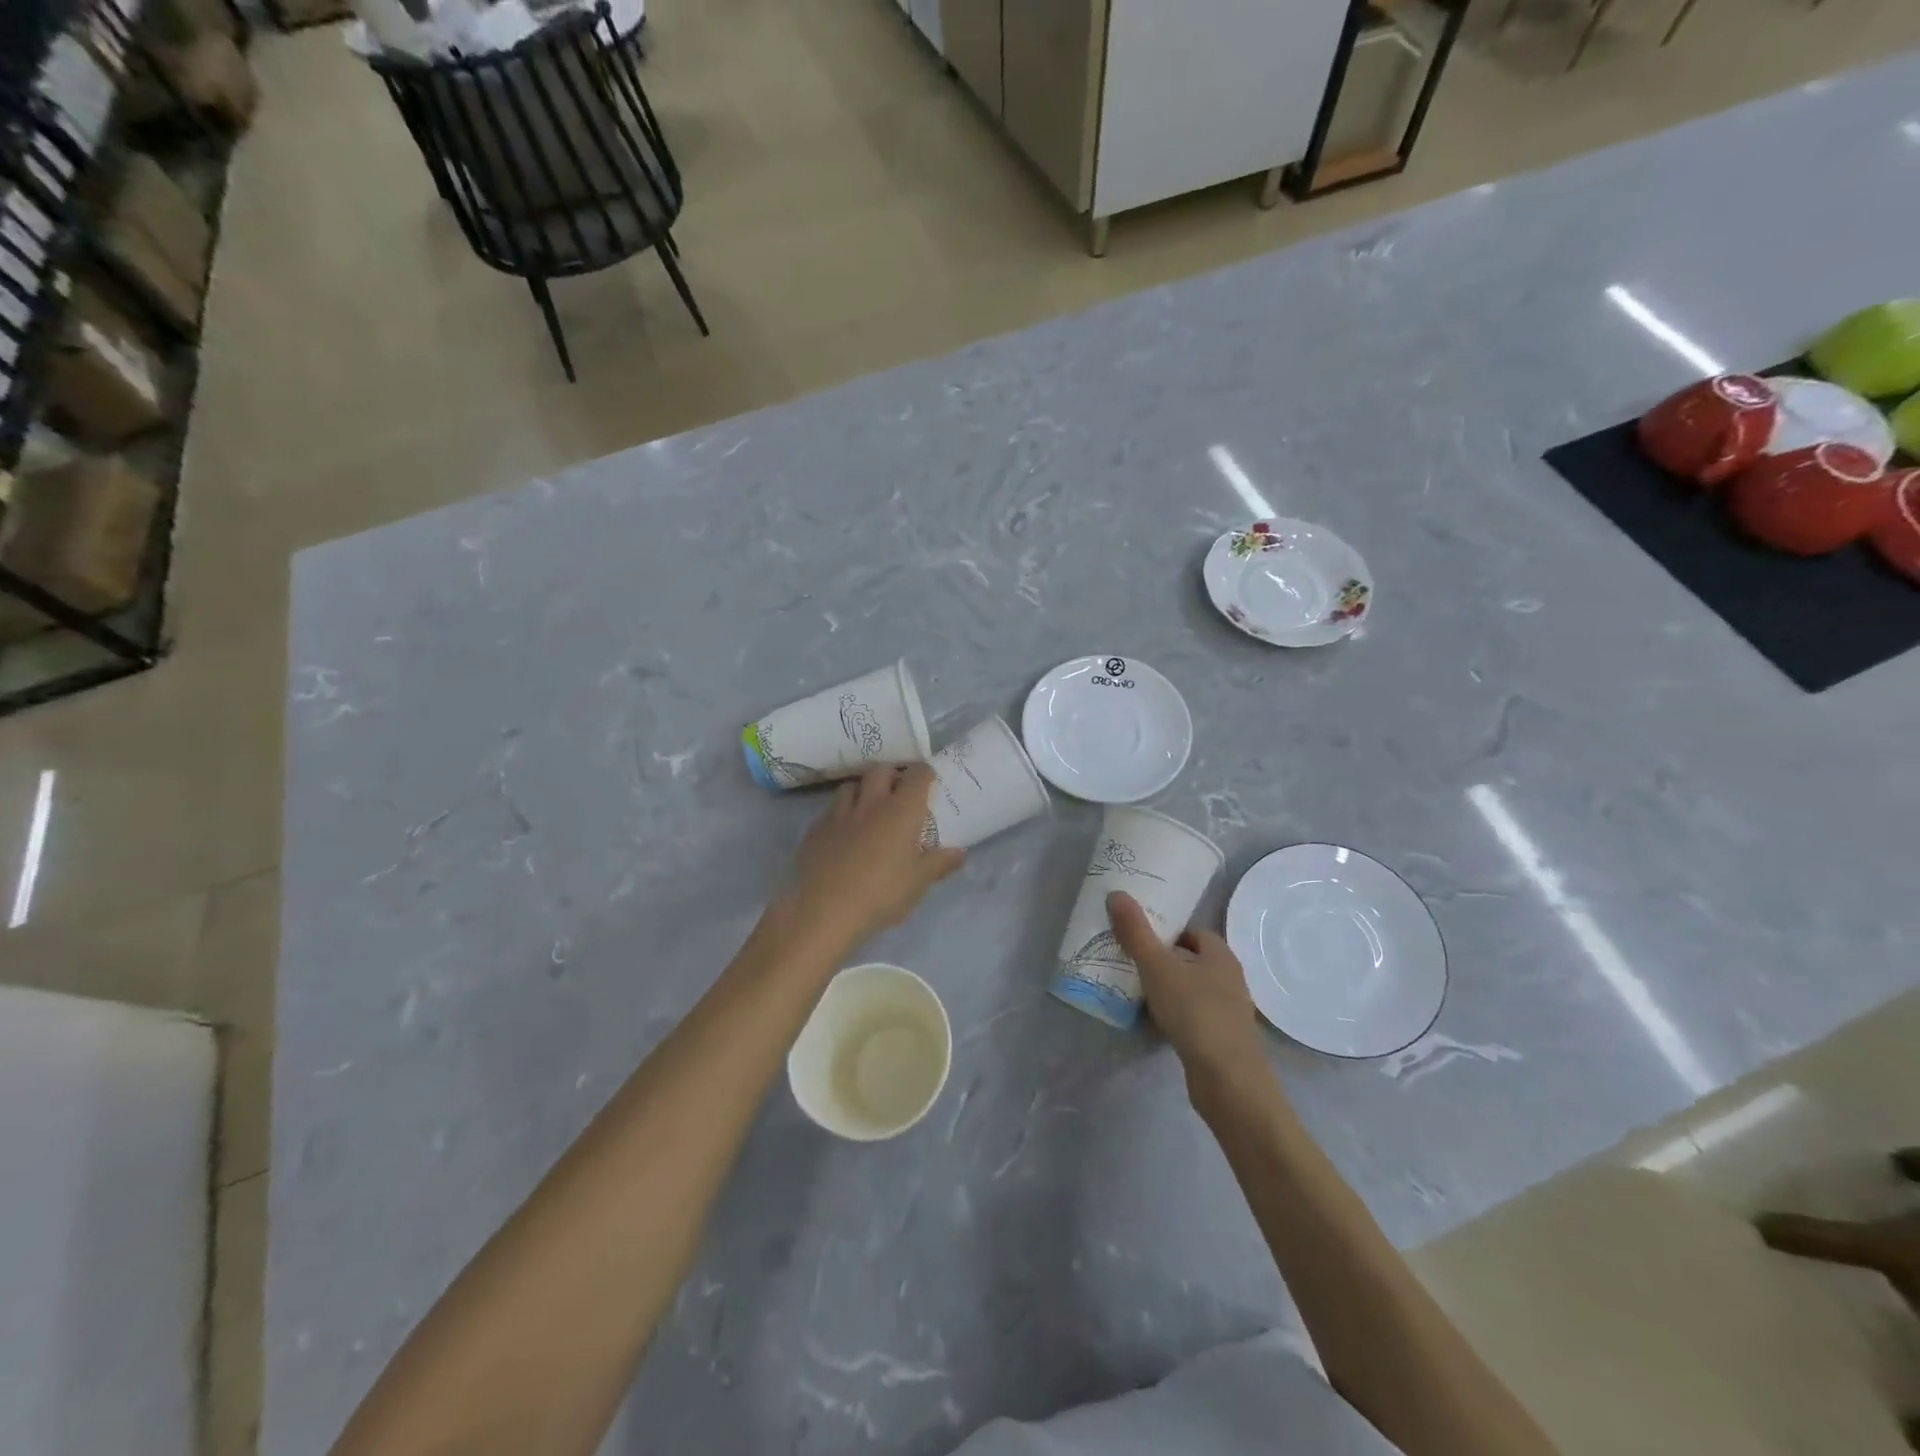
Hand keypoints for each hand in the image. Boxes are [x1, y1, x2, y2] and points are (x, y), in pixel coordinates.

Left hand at [788, 764, 963, 947]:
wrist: (823, 909)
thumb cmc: (881, 894)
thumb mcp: (918, 883)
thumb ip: (939, 863)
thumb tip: (960, 852)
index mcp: (901, 810)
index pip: (917, 775)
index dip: (925, 773)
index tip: (929, 780)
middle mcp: (871, 803)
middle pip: (881, 771)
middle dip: (892, 775)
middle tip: (898, 792)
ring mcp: (839, 813)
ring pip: (852, 785)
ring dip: (863, 789)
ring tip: (869, 807)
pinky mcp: (815, 829)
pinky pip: (831, 809)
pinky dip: (841, 812)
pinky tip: (843, 832)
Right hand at [1107, 891, 1263, 1084]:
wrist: (1227, 1080)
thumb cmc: (1195, 1012)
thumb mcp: (1158, 967)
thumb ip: (1136, 932)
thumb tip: (1116, 893)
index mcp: (1221, 956)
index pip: (1195, 932)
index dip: (1169, 931)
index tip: (1141, 936)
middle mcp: (1230, 979)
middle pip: (1193, 961)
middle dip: (1165, 960)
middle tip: (1132, 961)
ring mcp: (1229, 1012)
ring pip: (1193, 990)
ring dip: (1169, 990)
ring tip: (1137, 991)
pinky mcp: (1222, 1040)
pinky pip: (1193, 1017)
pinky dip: (1175, 1016)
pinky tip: (1154, 1022)